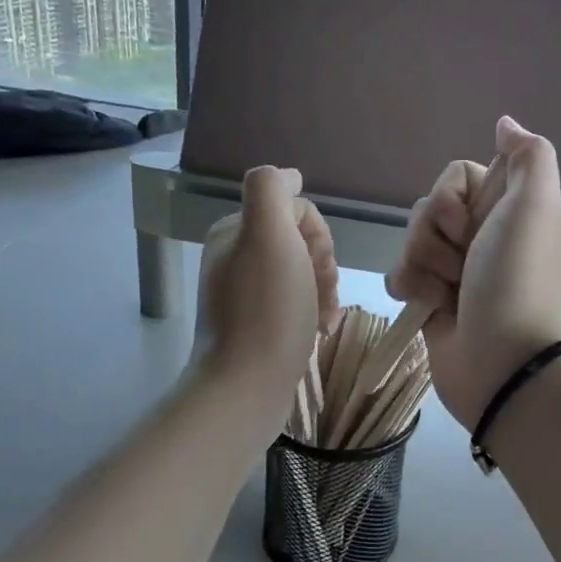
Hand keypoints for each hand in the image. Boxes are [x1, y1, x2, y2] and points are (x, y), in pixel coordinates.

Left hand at [193, 166, 340, 403]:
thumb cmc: (267, 310)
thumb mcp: (268, 235)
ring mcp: (245, 292)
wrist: (246, 386)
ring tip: (325, 318)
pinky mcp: (256, 324)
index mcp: (235, 230)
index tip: (317, 267)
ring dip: (324, 290)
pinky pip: (296, 302)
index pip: (296, 210)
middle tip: (322, 294)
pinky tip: (321, 330)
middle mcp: (235, 256)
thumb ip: (273, 190)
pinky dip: (315, 311)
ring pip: (304, 273)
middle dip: (323, 265)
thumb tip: (291, 175)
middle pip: (301, 242)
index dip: (318, 236)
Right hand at [386, 117, 560, 428]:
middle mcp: (484, 236)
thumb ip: (528, 156)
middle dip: (434, 233)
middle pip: (430, 206)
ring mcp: (457, 271)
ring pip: (412, 240)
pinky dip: (411, 288)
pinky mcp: (433, 300)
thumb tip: (506, 123)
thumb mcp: (536, 205)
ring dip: (422, 264)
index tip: (470, 221)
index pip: (460, 176)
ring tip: (447, 293)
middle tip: (460, 261)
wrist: (500, 361)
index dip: (453, 195)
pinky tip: (430, 308)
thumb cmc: (517, 278)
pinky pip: (402, 274)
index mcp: (510, 211)